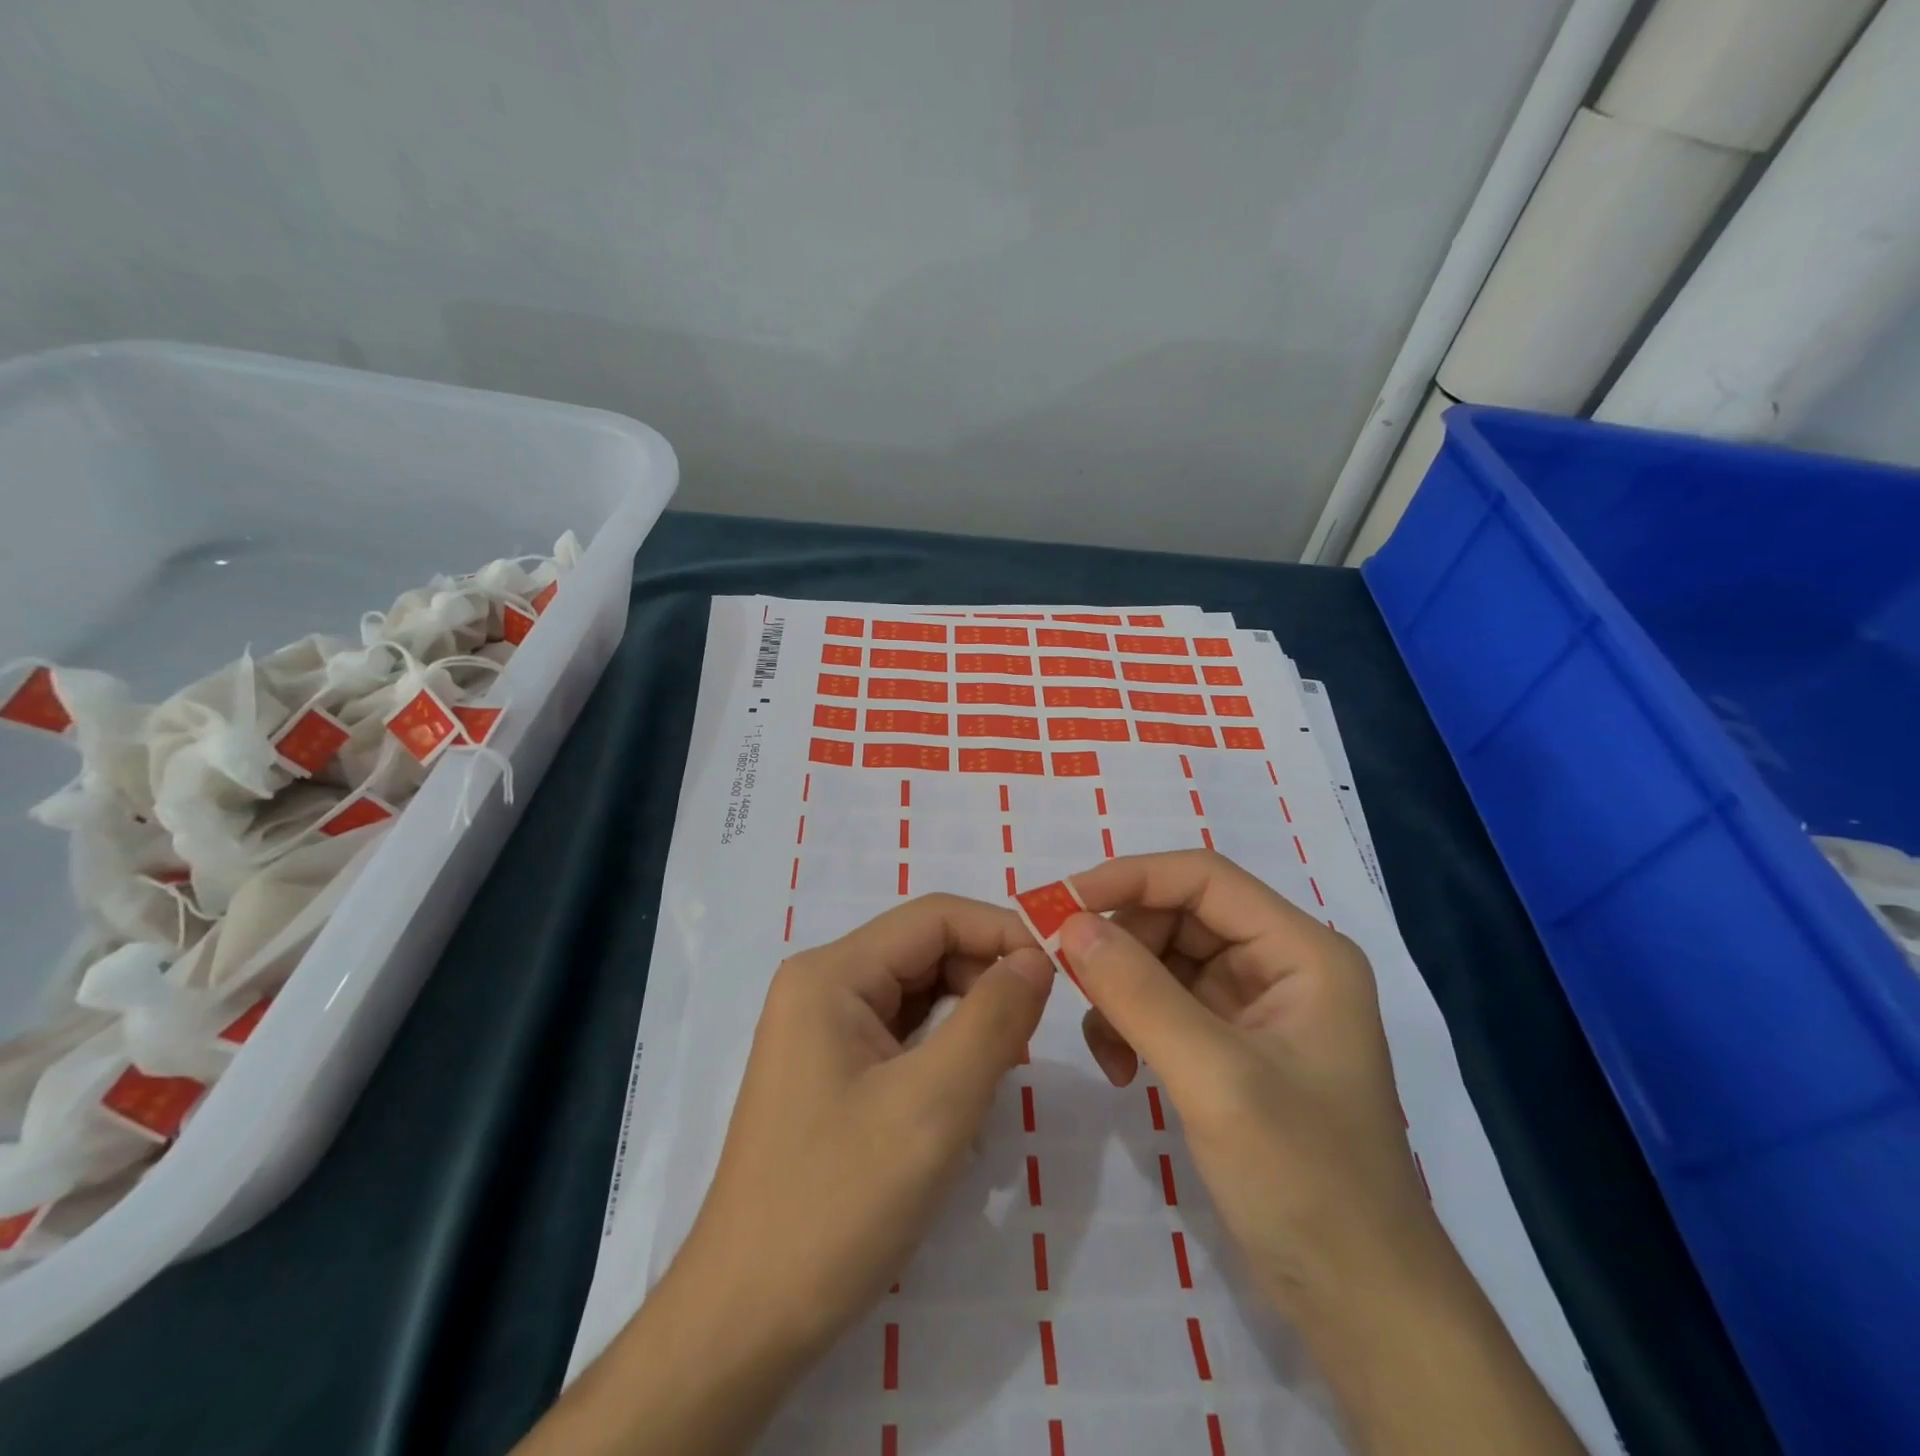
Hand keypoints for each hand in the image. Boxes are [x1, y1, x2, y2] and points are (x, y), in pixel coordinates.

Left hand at [681, 893, 1054, 1355]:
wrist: (744, 1321)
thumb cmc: (838, 1204)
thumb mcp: (935, 1105)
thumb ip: (994, 1017)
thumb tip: (1036, 955)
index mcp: (832, 974)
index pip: (935, 918)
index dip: (1003, 931)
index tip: (1062, 971)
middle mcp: (822, 986)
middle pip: (925, 951)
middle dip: (987, 977)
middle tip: (1036, 1033)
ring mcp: (821, 1029)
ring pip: (917, 994)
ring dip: (969, 1017)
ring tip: (1006, 1066)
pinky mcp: (829, 1070)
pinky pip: (901, 1034)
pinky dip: (943, 1050)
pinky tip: (966, 1091)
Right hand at [1061, 850, 1428, 1313]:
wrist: (1360, 1304)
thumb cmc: (1305, 1180)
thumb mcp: (1215, 1077)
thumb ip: (1139, 993)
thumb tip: (1068, 923)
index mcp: (1301, 951)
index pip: (1203, 878)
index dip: (1130, 878)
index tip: (1060, 904)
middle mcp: (1279, 964)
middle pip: (1178, 916)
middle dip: (1120, 943)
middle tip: (1066, 978)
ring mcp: (1254, 1006)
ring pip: (1163, 959)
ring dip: (1120, 990)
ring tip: (1104, 1045)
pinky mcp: (1231, 1045)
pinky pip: (1163, 1004)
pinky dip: (1130, 1023)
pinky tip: (1120, 1068)